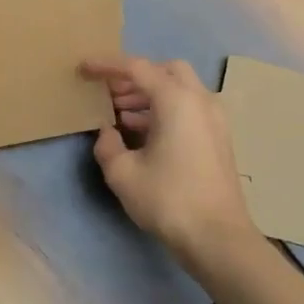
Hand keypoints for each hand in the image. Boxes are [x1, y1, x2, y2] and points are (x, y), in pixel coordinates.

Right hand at [80, 55, 257, 262]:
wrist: (219, 238)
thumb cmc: (169, 200)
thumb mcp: (123, 175)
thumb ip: (108, 146)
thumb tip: (107, 132)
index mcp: (176, 100)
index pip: (137, 68)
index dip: (107, 65)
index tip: (84, 68)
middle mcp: (200, 99)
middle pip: (165, 70)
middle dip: (135, 77)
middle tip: (109, 93)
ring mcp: (215, 118)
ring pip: (180, 89)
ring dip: (150, 94)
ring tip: (120, 115)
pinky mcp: (219, 137)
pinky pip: (189, 107)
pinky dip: (166, 109)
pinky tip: (144, 133)